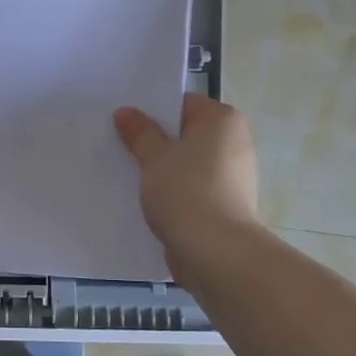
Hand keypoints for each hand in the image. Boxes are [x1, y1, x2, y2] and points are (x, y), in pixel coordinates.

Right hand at [113, 94, 260, 262]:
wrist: (216, 252)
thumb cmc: (186, 191)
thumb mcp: (154, 157)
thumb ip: (140, 133)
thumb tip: (126, 112)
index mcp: (222, 120)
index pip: (183, 104)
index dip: (153, 111)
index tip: (126, 122)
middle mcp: (234, 142)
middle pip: (186, 134)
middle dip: (157, 141)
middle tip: (121, 145)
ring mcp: (233, 175)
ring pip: (188, 163)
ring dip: (164, 169)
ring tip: (129, 174)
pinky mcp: (226, 204)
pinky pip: (194, 188)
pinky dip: (175, 191)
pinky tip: (148, 200)